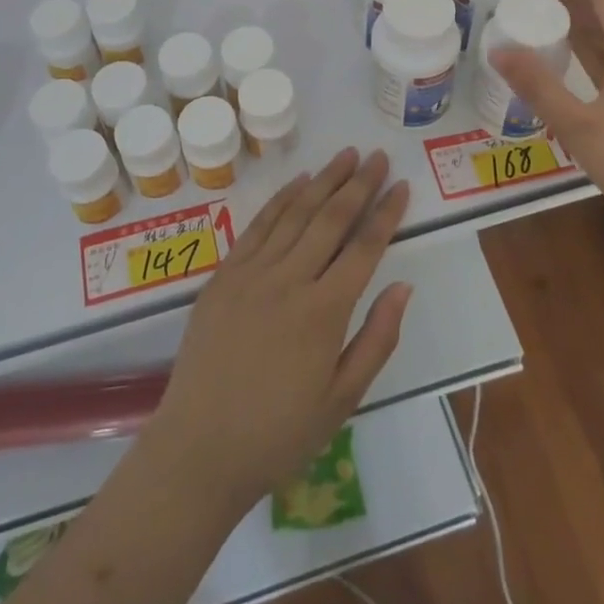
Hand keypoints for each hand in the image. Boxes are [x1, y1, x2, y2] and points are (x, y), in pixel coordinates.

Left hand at [147, 149, 411, 509]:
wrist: (199, 448)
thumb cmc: (279, 434)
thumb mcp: (343, 400)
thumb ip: (377, 339)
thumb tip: (403, 285)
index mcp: (324, 312)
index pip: (364, 249)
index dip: (386, 214)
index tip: (402, 186)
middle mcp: (290, 280)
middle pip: (332, 219)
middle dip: (359, 184)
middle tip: (379, 156)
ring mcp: (252, 273)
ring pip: (296, 213)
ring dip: (324, 180)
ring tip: (346, 154)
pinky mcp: (225, 274)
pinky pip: (258, 225)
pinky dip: (281, 199)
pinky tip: (299, 182)